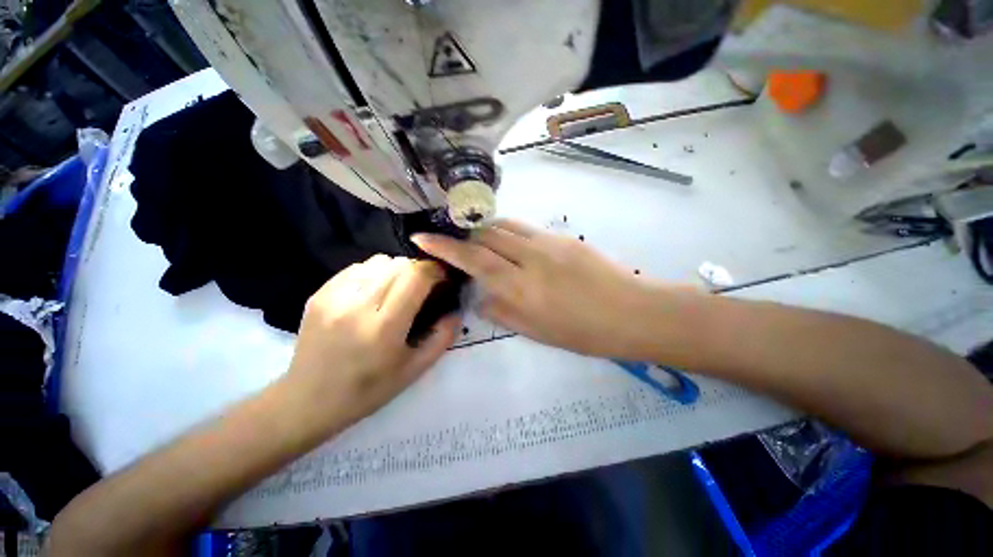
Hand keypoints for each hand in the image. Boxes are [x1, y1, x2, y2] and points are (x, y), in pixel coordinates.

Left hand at [283, 255, 459, 431]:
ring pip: (379, 261)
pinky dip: (373, 274)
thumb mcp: (415, 370)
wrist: (308, 401)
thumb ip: (442, 338)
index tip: (442, 279)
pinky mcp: (319, 294)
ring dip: (396, 270)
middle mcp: (358, 305)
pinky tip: (372, 293)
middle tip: (421, 288)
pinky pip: (357, 268)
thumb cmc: (369, 389)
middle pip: (399, 264)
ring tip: (396, 290)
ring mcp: (334, 297)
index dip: (435, 271)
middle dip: (418, 270)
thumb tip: (456, 311)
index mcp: (384, 327)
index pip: (416, 276)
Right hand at [412, 219, 658, 357]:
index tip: (423, 237)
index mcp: (522, 287)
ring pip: (505, 226)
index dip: (445, 246)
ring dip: (486, 231)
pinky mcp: (562, 237)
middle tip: (454, 243)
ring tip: (479, 242)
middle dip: (464, 236)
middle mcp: (531, 257)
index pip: (474, 259)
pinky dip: (508, 232)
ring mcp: (549, 243)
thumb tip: (480, 298)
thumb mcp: (537, 332)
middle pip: (486, 235)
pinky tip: (510, 246)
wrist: (631, 312)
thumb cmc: (584, 332)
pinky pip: (525, 229)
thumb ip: (503, 312)